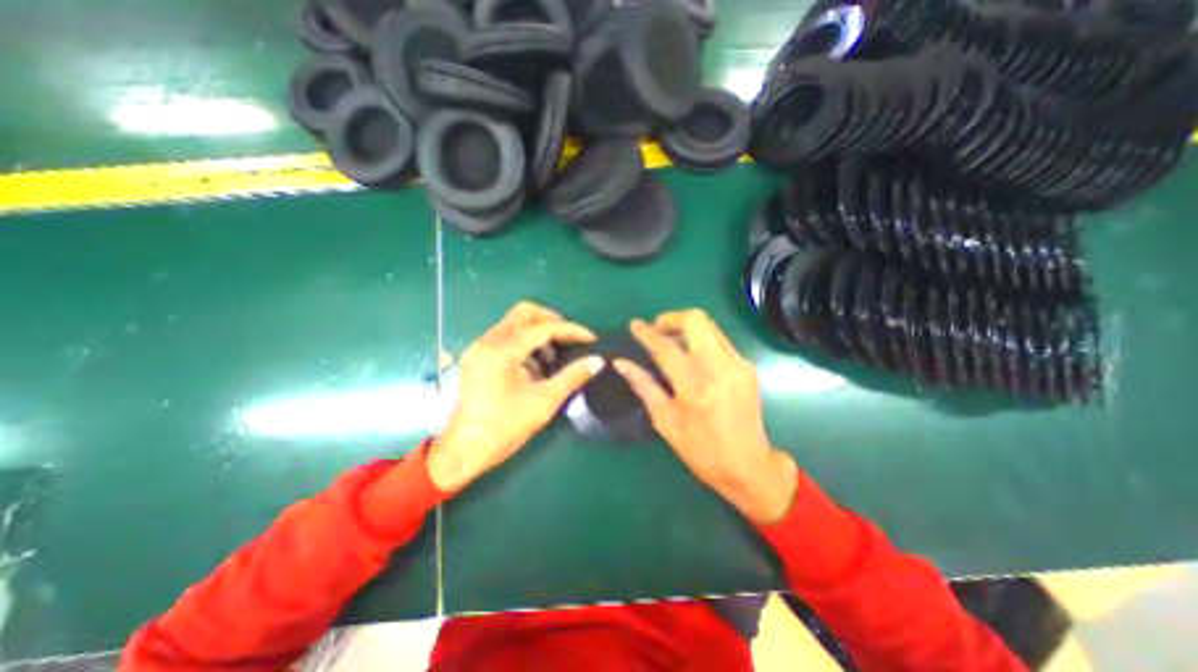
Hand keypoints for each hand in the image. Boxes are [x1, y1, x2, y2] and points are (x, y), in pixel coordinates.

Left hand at [426, 305, 603, 493]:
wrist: (464, 451)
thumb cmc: (504, 428)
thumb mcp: (544, 401)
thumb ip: (573, 376)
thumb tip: (598, 361)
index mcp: (502, 350)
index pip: (543, 328)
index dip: (570, 330)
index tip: (591, 338)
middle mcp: (488, 341)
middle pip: (524, 313)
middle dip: (551, 321)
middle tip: (569, 339)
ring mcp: (479, 348)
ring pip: (514, 323)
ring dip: (537, 333)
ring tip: (553, 357)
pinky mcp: (477, 357)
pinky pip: (505, 338)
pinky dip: (524, 343)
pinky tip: (535, 367)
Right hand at [612, 309, 798, 525]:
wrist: (748, 465)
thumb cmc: (701, 449)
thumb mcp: (665, 421)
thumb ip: (643, 385)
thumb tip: (621, 363)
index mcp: (694, 385)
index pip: (665, 346)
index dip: (646, 333)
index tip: (635, 326)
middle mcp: (719, 366)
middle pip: (695, 320)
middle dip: (671, 318)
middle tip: (658, 331)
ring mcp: (737, 364)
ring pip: (710, 326)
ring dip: (688, 327)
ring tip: (673, 343)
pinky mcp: (748, 367)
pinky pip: (720, 340)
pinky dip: (703, 340)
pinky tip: (694, 358)